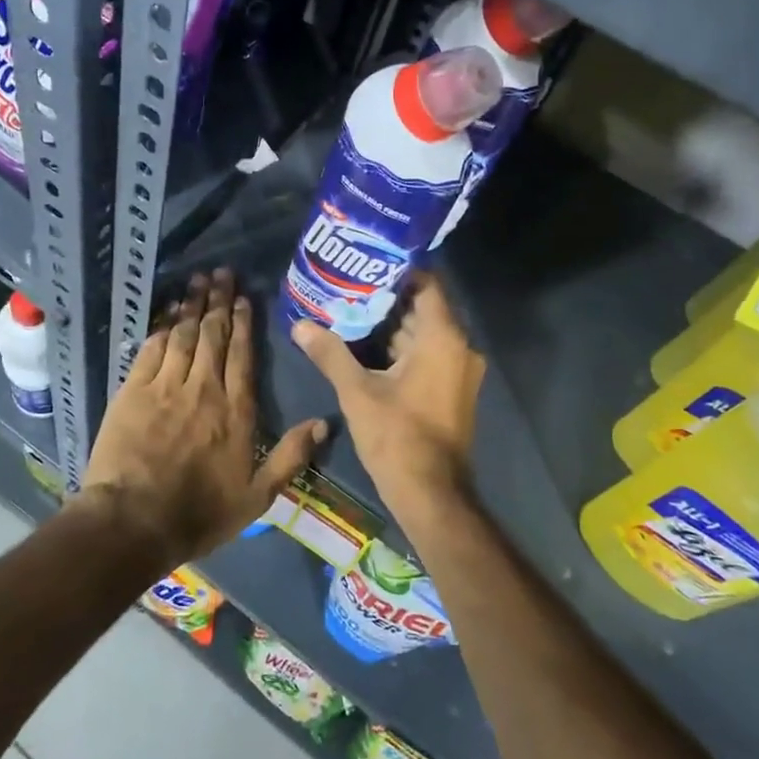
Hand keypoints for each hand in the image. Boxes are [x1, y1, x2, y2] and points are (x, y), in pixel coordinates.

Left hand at [80, 268, 325, 565]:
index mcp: (235, 411)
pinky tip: (167, 312)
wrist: (134, 522)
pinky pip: (152, 349)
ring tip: (198, 280)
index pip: (242, 356)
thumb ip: (291, 457)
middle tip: (222, 273)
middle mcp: (204, 389)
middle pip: (214, 336)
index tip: (244, 299)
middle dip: (219, 302)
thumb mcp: (257, 497)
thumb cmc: (199, 513)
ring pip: (184, 335)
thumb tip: (325, 423)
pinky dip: (162, 327)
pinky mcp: (134, 391)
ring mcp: (166, 387)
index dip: (243, 324)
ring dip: (192, 305)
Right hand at [290, 273, 483, 530]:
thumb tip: (299, 325)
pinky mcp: (452, 389)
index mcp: (443, 338)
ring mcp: (459, 370)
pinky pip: (428, 355)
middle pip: (422, 308)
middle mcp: (459, 347)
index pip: (426, 284)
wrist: (432, 495)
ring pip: (423, 334)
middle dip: (385, 299)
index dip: (397, 271)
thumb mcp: (357, 392)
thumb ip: (330, 354)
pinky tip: (366, 347)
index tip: (365, 263)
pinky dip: (401, 348)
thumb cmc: (397, 437)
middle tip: (347, 287)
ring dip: (390, 325)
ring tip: (350, 312)